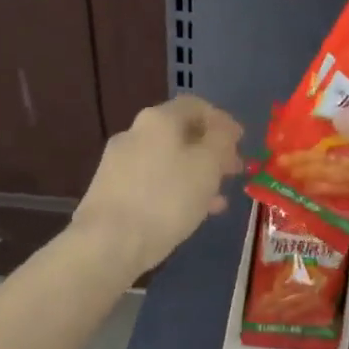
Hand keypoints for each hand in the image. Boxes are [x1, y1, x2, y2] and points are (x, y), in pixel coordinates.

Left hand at [71, 96, 244, 275]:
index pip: (196, 106)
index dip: (223, 121)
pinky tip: (192, 212)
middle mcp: (135, 133)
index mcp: (159, 119)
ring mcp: (119, 162)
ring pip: (168, 160)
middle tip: (233, 170)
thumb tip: (223, 130)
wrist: (107, 243)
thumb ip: (221, 141)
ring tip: (218, 197)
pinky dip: (176, 190)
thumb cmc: (166, 198)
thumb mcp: (208, 166)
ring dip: (196, 173)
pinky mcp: (111, 191)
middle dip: (210, 150)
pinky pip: (153, 182)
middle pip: (180, 133)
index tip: (241, 142)